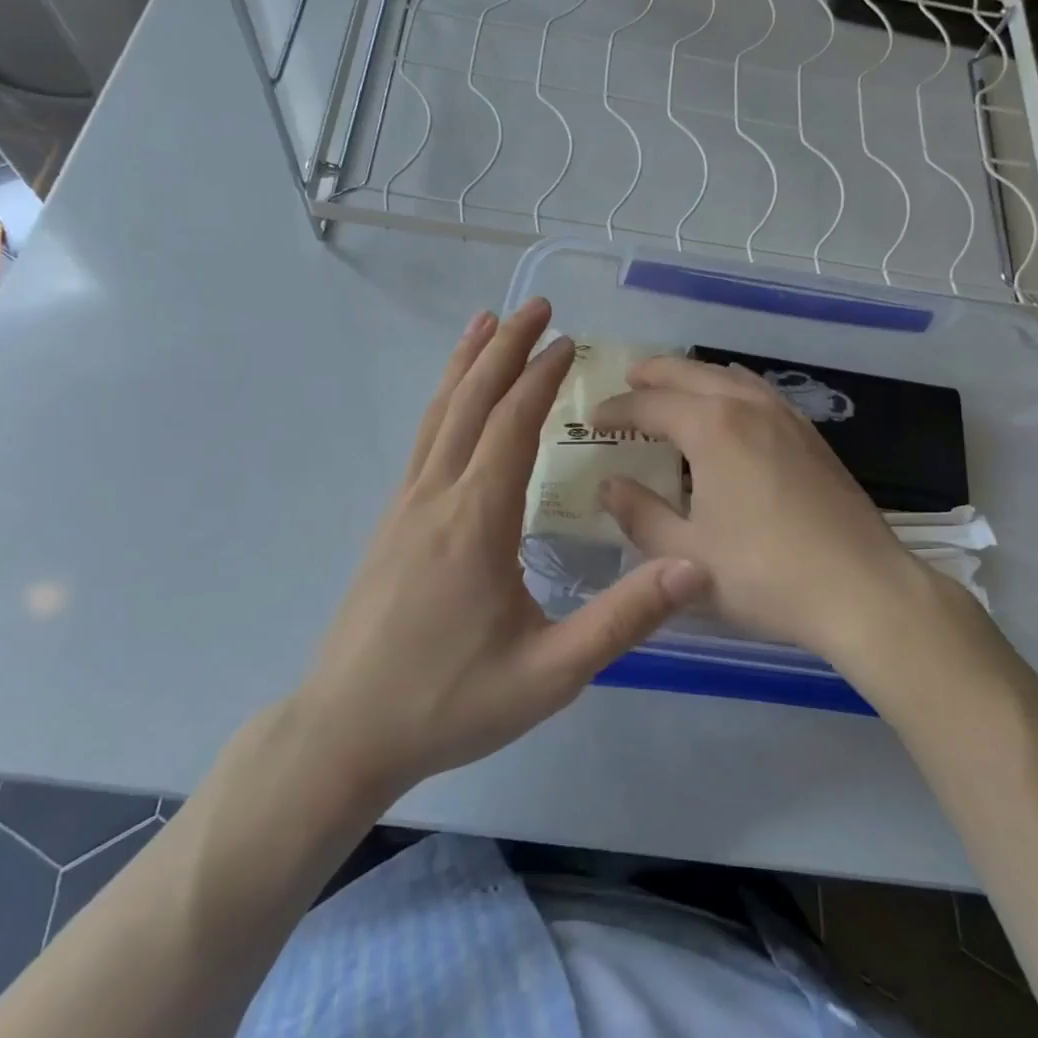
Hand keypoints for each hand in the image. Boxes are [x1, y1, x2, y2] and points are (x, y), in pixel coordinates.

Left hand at [294, 299, 708, 802]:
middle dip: (505, 349)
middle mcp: (436, 496)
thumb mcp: (550, 675)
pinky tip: (452, 400)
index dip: (541, 377)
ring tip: (485, 322)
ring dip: (466, 364)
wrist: (345, 732)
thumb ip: (622, 620)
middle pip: (471, 402)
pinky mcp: (392, 522)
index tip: (569, 341)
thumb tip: (692, 567)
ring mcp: (405, 506)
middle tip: (534, 305)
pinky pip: (422, 440)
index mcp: (476, 521)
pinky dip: (442, 401)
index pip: (512, 425)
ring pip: (438, 414)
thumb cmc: (449, 703)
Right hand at [594, 356, 937, 666]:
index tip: (593, 419)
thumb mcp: (685, 555)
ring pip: (730, 376)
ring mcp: (786, 417)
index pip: (651, 404)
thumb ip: (640, 515)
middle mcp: (748, 407)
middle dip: (655, 374)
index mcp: (712, 427)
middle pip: (692, 374)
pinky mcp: (811, 435)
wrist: (862, 590)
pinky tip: (733, 404)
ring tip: (675, 384)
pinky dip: (732, 386)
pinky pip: (760, 391)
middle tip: (629, 378)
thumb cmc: (764, 574)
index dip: (618, 409)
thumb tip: (609, 484)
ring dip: (695, 375)